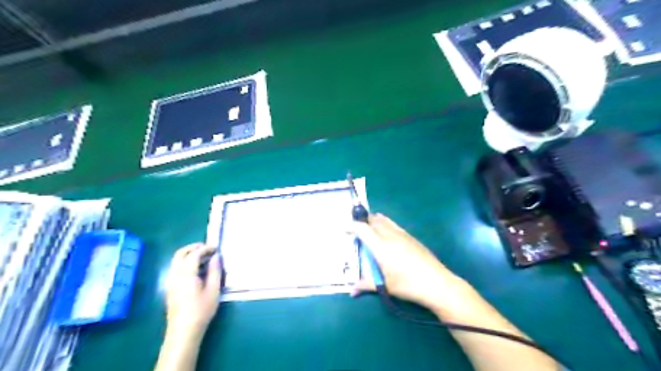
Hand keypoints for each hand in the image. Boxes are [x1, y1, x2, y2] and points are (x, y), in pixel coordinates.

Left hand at [164, 244, 220, 338]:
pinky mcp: (170, 287)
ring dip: (189, 254)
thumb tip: (216, 257)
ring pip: (176, 260)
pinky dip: (185, 262)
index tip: (217, 248)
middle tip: (208, 248)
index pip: (194, 254)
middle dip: (194, 247)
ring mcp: (170, 281)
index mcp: (186, 274)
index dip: (206, 248)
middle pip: (180, 253)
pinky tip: (197, 269)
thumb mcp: (213, 290)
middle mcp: (175, 275)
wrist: (184, 331)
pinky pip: (176, 268)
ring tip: (205, 258)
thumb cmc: (201, 310)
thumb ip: (215, 271)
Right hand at [350, 213, 469, 311]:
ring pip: (385, 220)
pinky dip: (385, 223)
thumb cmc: (408, 285)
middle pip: (373, 220)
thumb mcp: (385, 286)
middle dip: (362, 221)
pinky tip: (387, 232)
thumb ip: (366, 285)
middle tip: (355, 228)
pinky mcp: (411, 237)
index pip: (362, 229)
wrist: (437, 283)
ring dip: (374, 220)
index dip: (351, 226)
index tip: (344, 228)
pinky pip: (394, 225)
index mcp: (380, 246)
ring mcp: (402, 234)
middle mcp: (390, 235)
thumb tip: (351, 291)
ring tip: (368, 226)